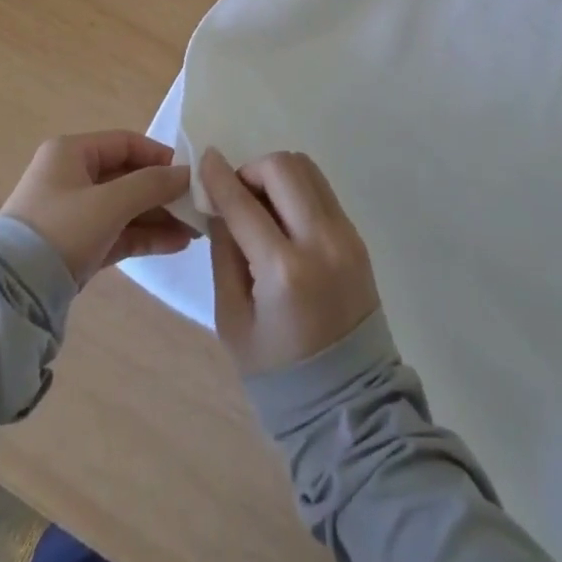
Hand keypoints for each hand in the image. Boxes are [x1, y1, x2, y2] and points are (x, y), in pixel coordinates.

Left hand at [1, 131, 198, 283]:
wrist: (11, 295)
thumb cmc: (61, 230)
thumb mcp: (109, 203)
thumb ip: (151, 184)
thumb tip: (188, 173)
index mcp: (71, 152)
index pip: (126, 143)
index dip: (159, 156)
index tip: (190, 174)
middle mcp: (72, 176)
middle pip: (128, 176)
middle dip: (163, 192)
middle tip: (197, 207)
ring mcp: (74, 212)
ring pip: (125, 207)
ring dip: (158, 216)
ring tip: (195, 230)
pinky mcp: (77, 245)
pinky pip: (117, 231)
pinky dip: (144, 235)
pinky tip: (176, 243)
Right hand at [200, 148, 380, 375]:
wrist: (349, 402)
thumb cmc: (280, 371)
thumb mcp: (233, 320)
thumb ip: (224, 254)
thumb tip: (218, 205)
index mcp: (284, 271)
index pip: (244, 204)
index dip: (219, 177)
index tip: (205, 159)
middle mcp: (320, 241)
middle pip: (283, 168)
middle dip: (251, 170)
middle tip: (237, 195)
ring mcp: (345, 235)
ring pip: (307, 169)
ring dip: (276, 175)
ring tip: (261, 205)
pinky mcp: (357, 237)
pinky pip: (322, 190)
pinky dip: (297, 190)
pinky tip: (283, 217)